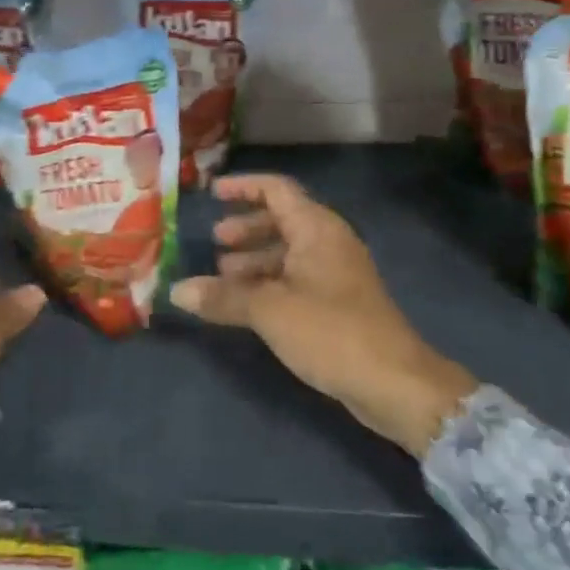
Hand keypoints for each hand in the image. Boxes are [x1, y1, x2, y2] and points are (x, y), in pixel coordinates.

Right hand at [170, 175, 479, 455]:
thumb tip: (176, 292)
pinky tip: (247, 305)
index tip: (210, 194)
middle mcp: (328, 242)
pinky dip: (269, 283)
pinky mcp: (339, 304)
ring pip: (288, 252)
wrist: (393, 382)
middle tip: (214, 242)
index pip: (276, 189)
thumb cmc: (330, 331)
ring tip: (223, 276)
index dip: (242, 187)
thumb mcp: (269, 311)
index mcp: (316, 228)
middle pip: (282, 220)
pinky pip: (296, 279)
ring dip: (255, 259)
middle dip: (246, 228)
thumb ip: (223, 297)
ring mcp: (336, 273)